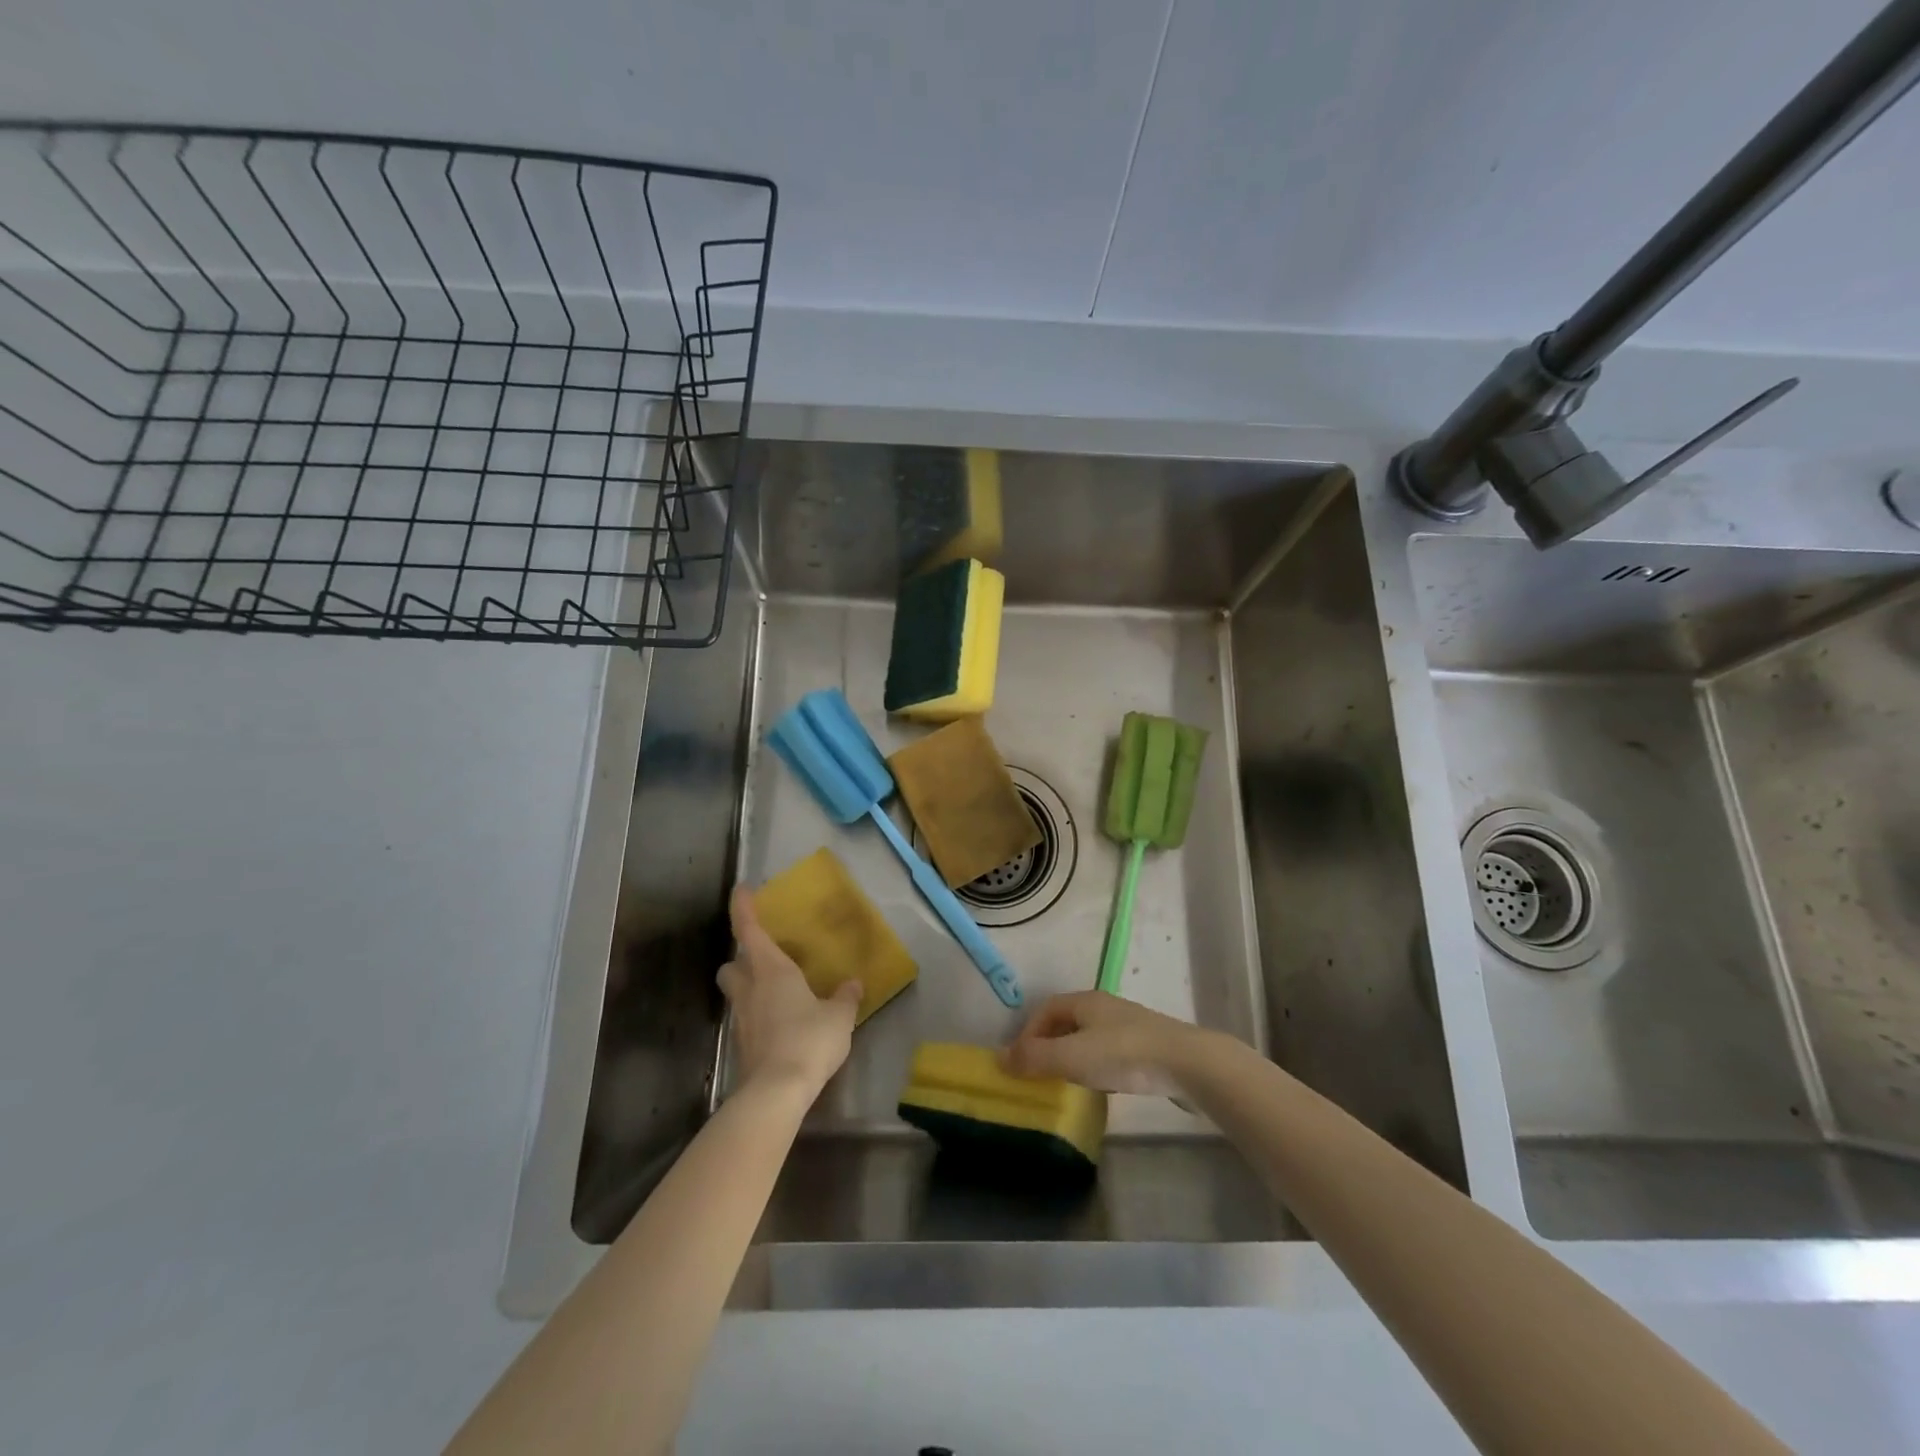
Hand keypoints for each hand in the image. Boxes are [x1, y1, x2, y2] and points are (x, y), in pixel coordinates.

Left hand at [718, 886, 861, 1097]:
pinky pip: (747, 1019)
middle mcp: (750, 989)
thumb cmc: (809, 1040)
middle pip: (730, 965)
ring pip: (736, 993)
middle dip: (740, 959)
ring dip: (749, 988)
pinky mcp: (743, 1046)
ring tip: (776, 992)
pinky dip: (759, 1015)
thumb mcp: (839, 1016)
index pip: (749, 930)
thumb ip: (845, 997)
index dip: (743, 908)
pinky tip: (781, 1024)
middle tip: (762, 959)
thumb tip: (853, 984)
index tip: (741, 889)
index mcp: (771, 970)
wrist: (777, 1092)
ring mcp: (742, 1019)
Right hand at [1000, 991, 1211, 1097]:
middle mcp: (1105, 1007)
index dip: (1028, 1032)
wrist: (1188, 1064)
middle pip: (1067, 1021)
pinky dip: (1096, 1065)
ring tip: (1066, 1083)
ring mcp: (1129, 1025)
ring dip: (1072, 1056)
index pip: (1046, 1009)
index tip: (1019, 1061)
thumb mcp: (1072, 1057)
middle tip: (1038, 1074)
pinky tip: (1101, 1086)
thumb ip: (1034, 1058)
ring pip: (1089, 1037)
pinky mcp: (1148, 1046)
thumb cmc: (1123, 1055)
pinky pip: (1110, 1051)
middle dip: (1048, 1044)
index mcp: (1085, 1001)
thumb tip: (999, 1058)